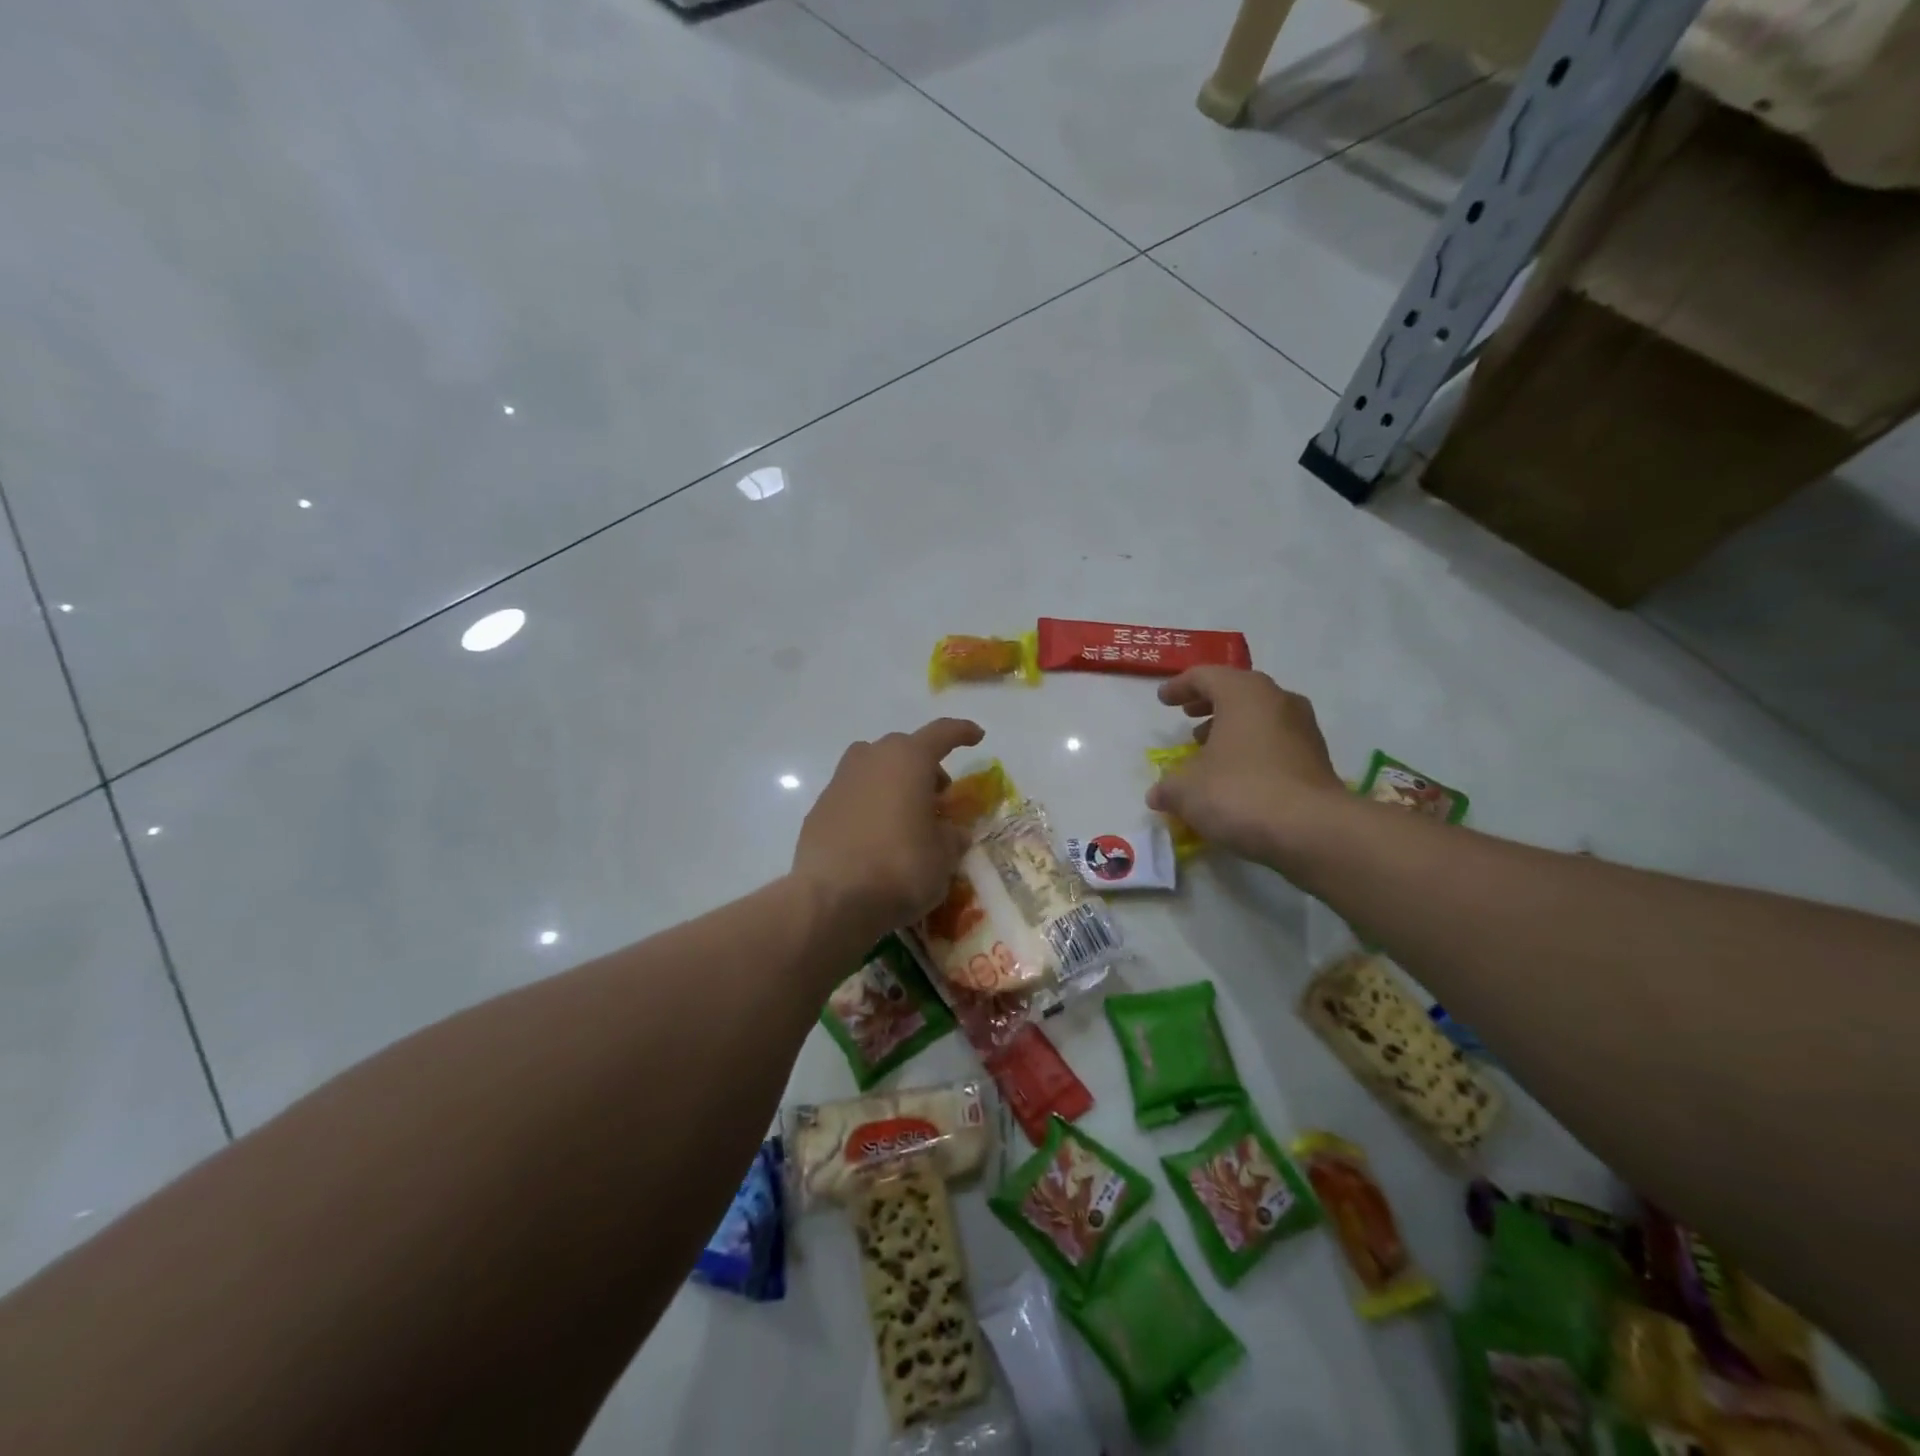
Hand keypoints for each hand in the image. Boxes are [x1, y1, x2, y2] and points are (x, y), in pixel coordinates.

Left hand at [793, 718, 984, 942]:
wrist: (831, 898)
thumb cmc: (900, 867)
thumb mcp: (943, 857)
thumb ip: (952, 837)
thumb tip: (952, 833)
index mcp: (908, 759)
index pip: (942, 733)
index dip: (962, 732)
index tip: (977, 736)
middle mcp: (871, 759)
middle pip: (904, 750)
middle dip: (925, 767)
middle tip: (938, 798)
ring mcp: (840, 781)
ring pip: (874, 769)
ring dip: (893, 783)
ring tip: (905, 817)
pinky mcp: (819, 808)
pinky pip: (853, 796)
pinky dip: (869, 806)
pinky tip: (875, 838)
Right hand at [1147, 668, 1345, 865]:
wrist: (1312, 830)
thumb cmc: (1240, 793)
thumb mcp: (1187, 791)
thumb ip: (1168, 786)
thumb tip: (1158, 794)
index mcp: (1244, 693)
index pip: (1205, 676)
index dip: (1180, 686)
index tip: (1163, 700)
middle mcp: (1278, 700)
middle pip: (1237, 691)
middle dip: (1209, 704)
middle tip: (1188, 716)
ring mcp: (1303, 729)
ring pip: (1260, 717)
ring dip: (1232, 728)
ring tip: (1209, 749)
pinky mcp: (1317, 759)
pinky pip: (1276, 743)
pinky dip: (1252, 750)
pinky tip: (1236, 776)